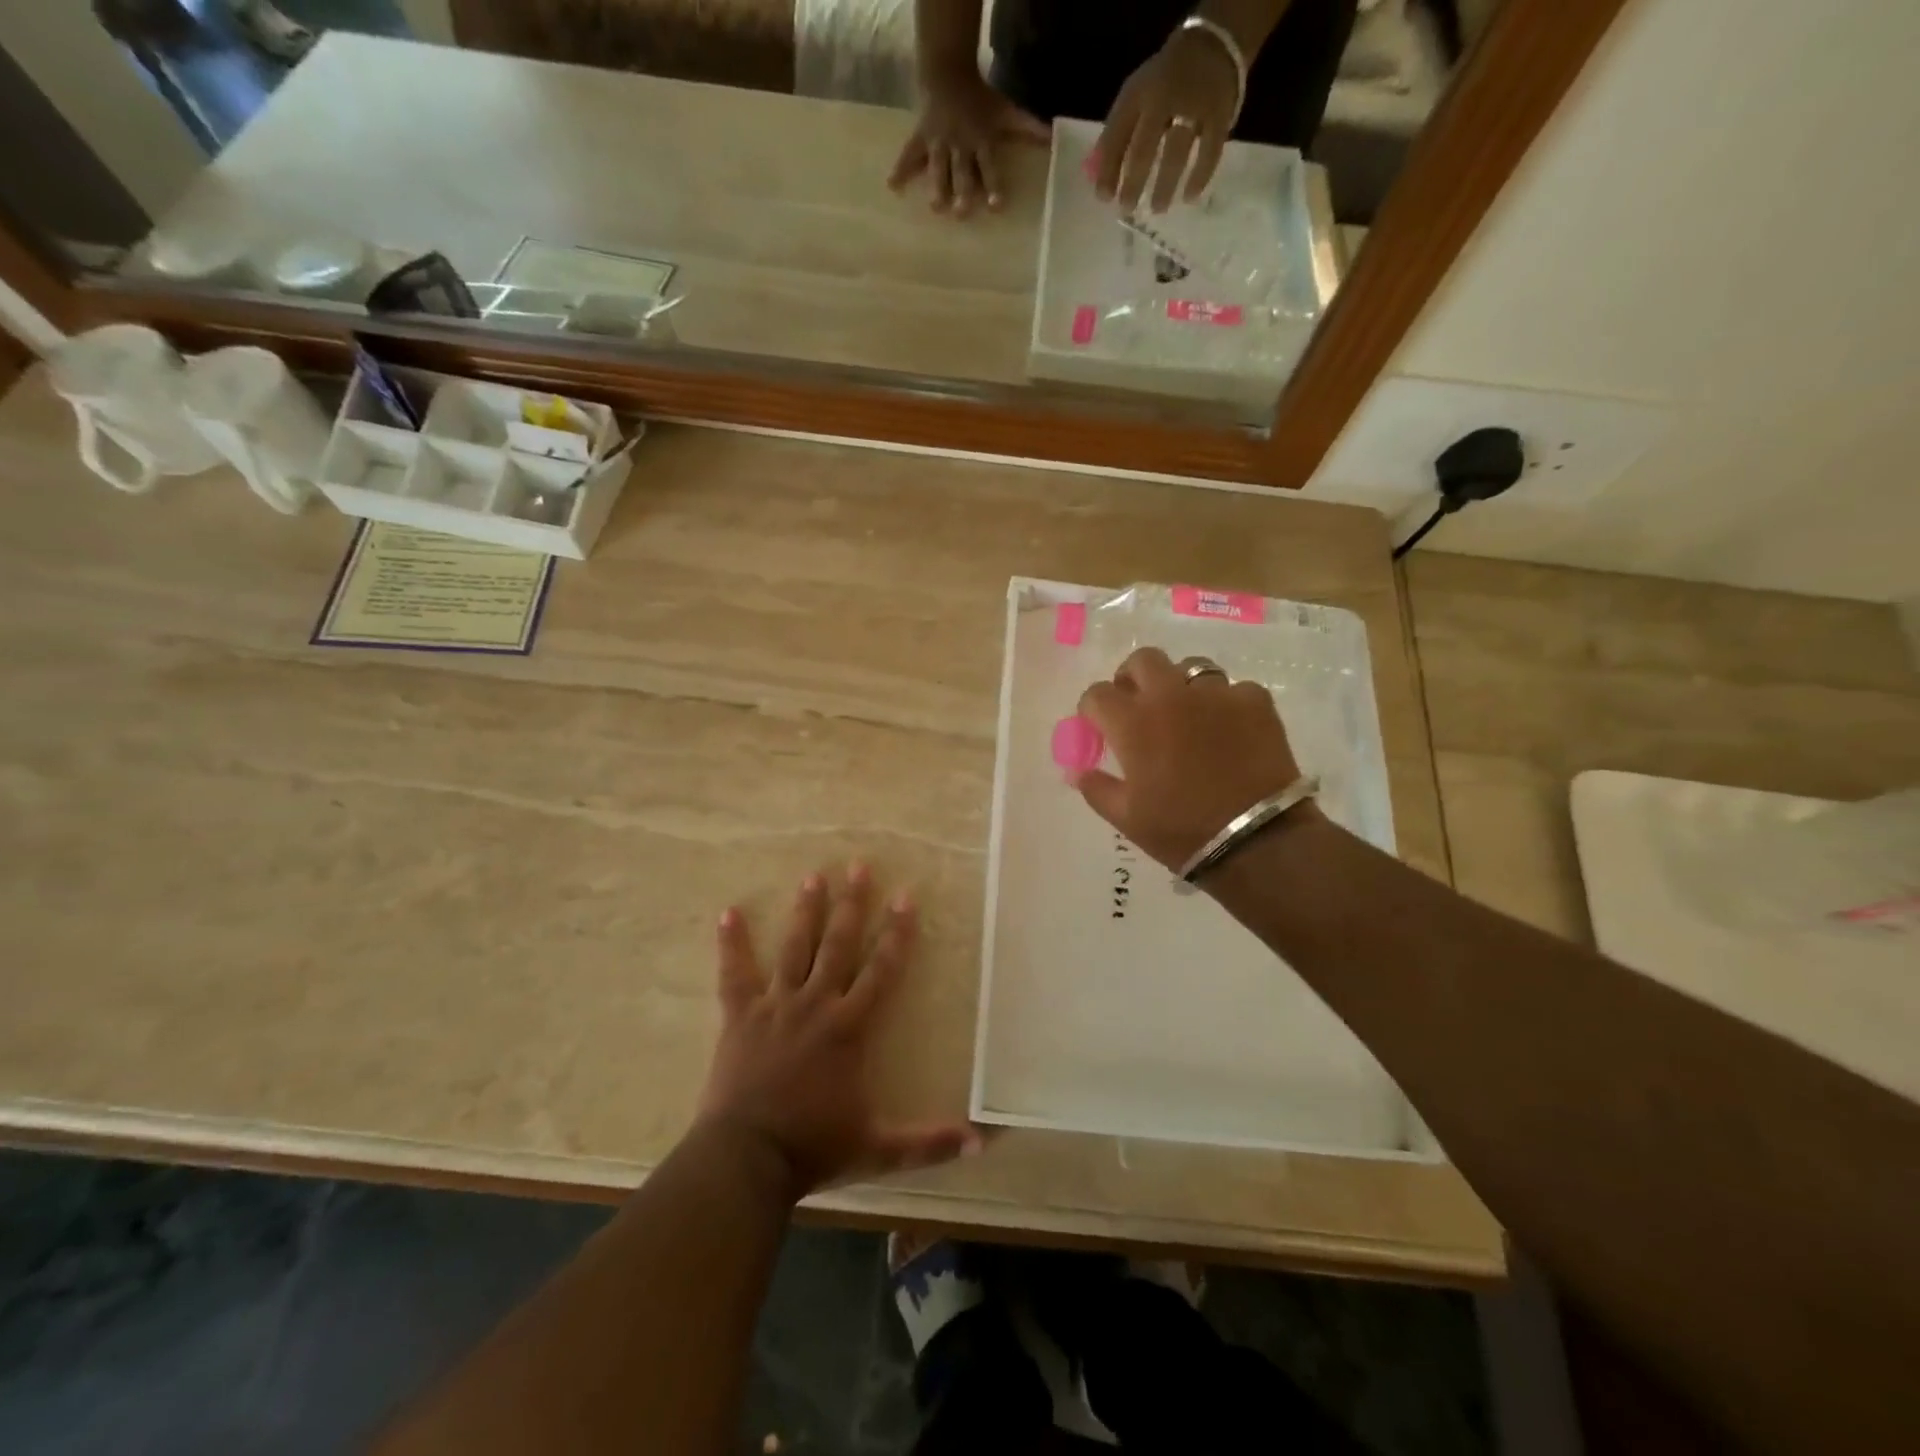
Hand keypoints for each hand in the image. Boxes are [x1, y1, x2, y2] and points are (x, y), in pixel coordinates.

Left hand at [697, 863, 980, 1199]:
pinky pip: (735, 974)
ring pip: (794, 948)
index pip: (881, 969)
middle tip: (858, 866)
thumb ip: (929, 1143)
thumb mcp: (878, 1148)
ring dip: (805, 911)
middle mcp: (816, 1004)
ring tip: (813, 876)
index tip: (905, 897)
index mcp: (849, 1026)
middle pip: (838, 944)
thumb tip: (983, 1143)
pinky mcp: (740, 1017)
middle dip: (851, 904)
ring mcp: (775, 1006)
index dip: (896, 933)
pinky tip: (728, 912)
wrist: (746, 1159)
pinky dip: (732, 943)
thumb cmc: (814, 1147)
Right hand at [888, 66, 1048, 216]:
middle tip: (962, 212)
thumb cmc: (980, 98)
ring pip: (938, 168)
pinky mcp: (921, 138)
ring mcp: (938, 143)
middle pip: (962, 172)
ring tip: (936, 207)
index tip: (996, 205)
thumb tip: (1053, 139)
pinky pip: (909, 155)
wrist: (948, 70)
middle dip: (962, 191)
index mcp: (980, 141)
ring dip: (937, 187)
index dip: (994, 184)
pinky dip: (900, 169)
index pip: (989, 166)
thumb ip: (1027, 128)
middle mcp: (959, 145)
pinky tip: (892, 186)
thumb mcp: (1005, 111)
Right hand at [1073, 647, 1311, 869]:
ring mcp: (1216, 694)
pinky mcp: (1255, 701)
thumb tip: (1078, 771)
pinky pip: (1233, 690)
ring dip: (1180, 686)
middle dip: (1133, 677)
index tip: (1097, 725)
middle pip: (1143, 660)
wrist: (1256, 840)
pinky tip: (1228, 730)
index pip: (1097, 694)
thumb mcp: (1126, 818)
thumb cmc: (1181, 830)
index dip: (1092, 708)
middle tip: (1137, 704)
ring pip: (1190, 668)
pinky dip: (1224, 705)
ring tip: (1187, 715)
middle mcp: (1170, 696)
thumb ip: (1096, 788)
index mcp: (1133, 723)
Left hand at [1095, 27, 1239, 213]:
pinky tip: (1190, 197)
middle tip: (1127, 209)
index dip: (1108, 169)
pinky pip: (1209, 151)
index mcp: (1138, 94)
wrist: (1213, 42)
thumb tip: (1095, 178)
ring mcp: (1194, 105)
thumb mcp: (1134, 98)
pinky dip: (1199, 176)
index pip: (1117, 135)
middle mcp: (1164, 98)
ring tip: (1157, 209)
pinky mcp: (1219, 114)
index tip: (1103, 198)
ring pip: (1176, 151)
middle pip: (1144, 148)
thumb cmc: (1163, 82)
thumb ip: (1116, 135)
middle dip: (1133, 182)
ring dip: (1165, 185)